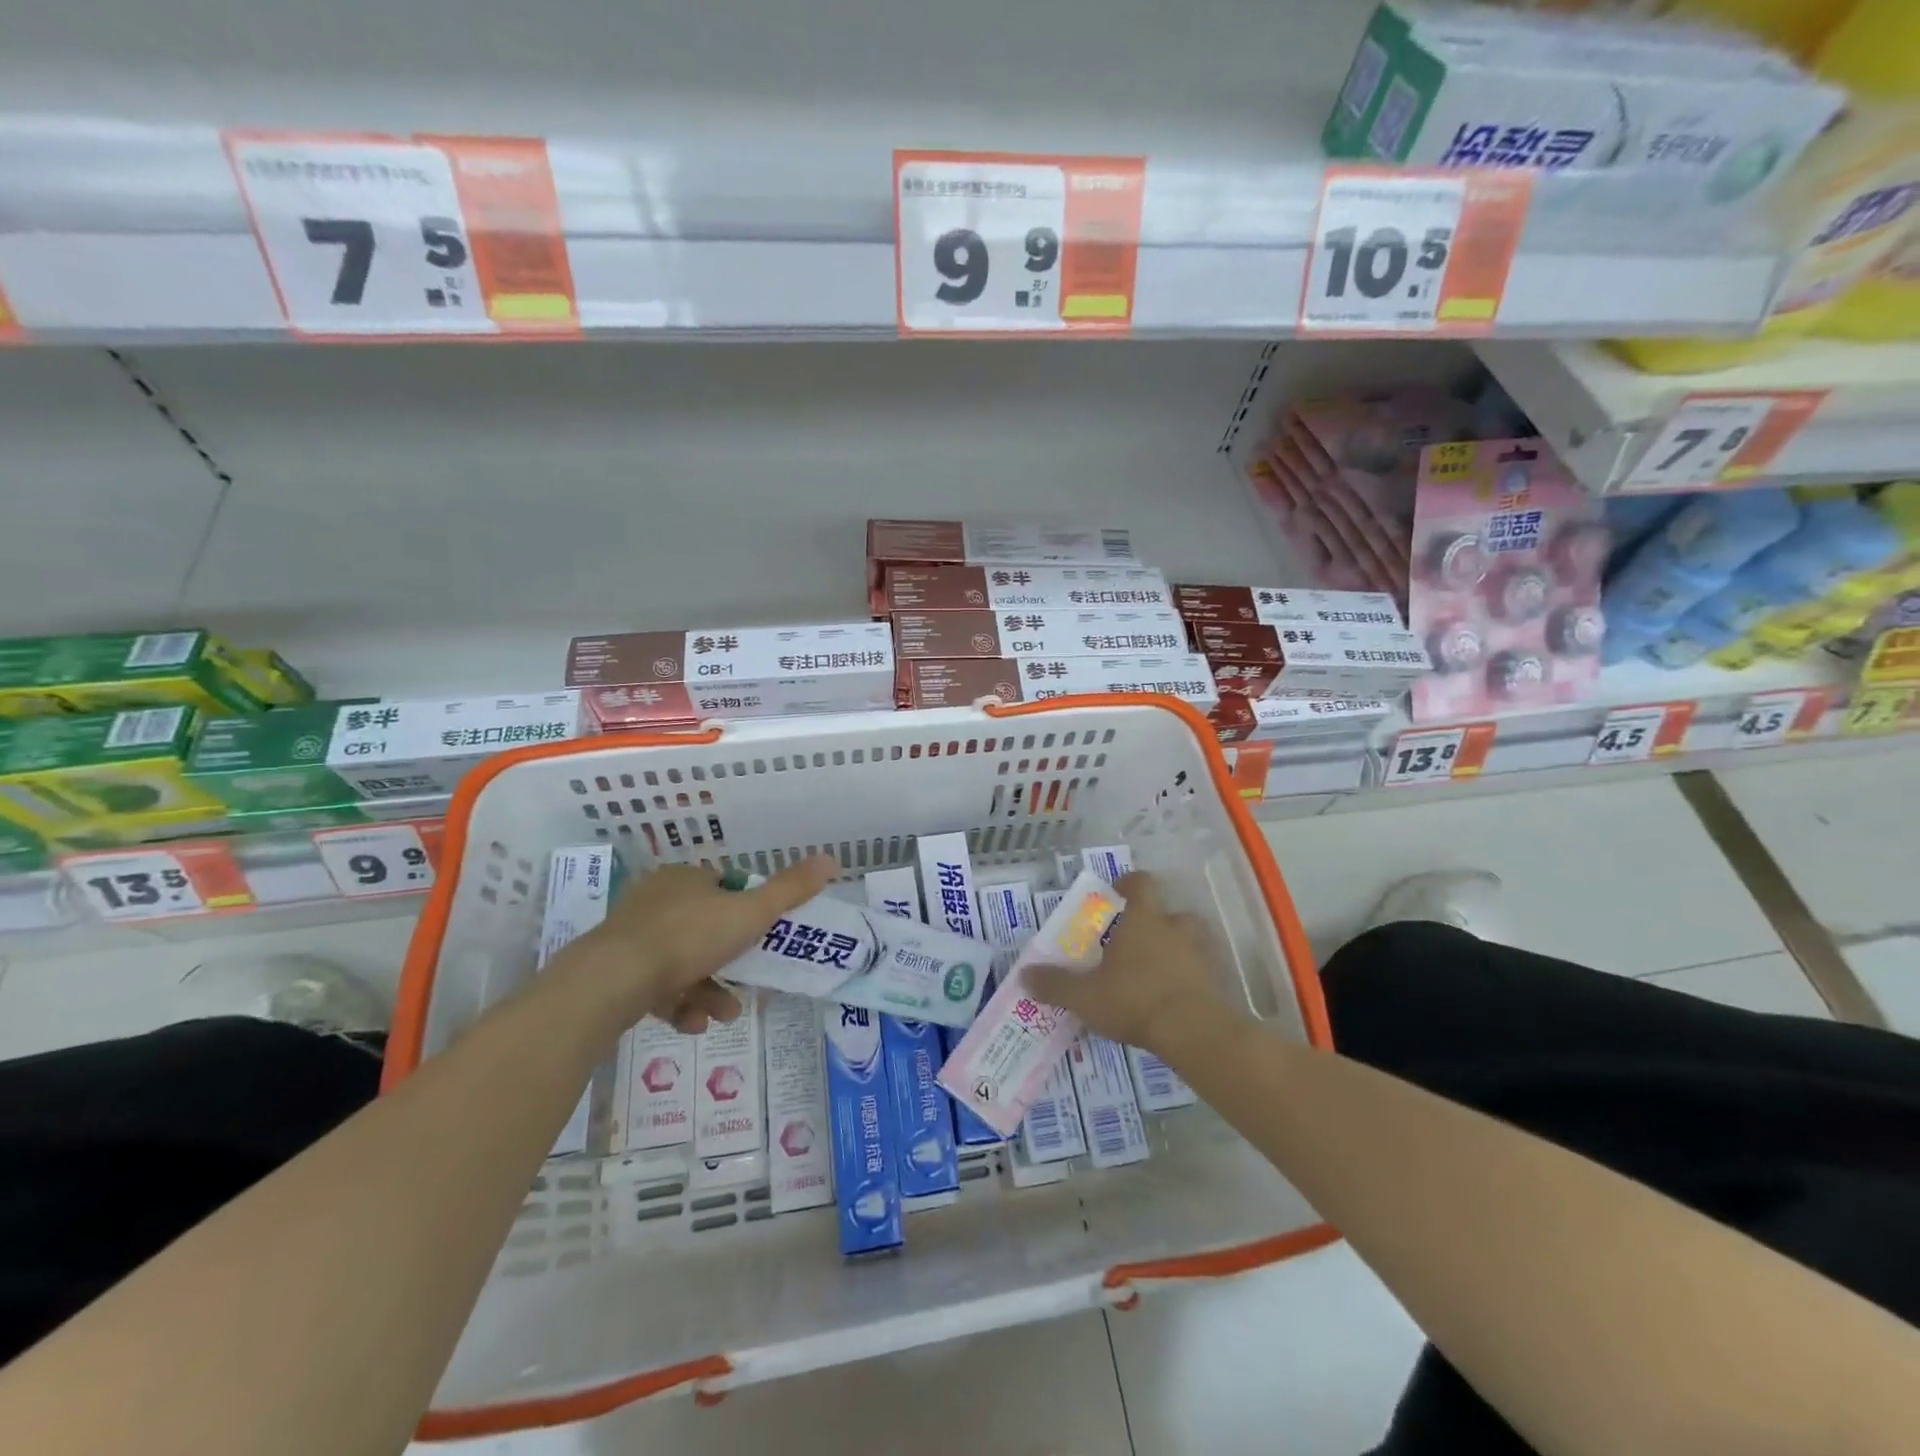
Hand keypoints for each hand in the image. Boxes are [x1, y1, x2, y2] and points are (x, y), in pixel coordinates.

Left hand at [553, 856, 835, 1033]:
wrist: (612, 981)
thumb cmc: (688, 937)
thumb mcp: (750, 913)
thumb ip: (790, 890)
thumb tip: (831, 858)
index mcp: (684, 879)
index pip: (724, 888)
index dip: (747, 912)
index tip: (763, 937)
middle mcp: (656, 902)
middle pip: (706, 929)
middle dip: (732, 961)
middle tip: (750, 983)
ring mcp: (632, 938)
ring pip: (683, 963)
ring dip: (710, 989)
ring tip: (725, 1015)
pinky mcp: (615, 974)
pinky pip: (657, 988)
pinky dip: (680, 1005)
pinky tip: (693, 1024)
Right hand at [1025, 872, 1241, 1058]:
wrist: (1194, 1032)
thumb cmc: (1134, 1000)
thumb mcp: (1085, 996)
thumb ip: (1055, 984)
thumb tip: (1024, 975)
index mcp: (1142, 920)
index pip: (1140, 884)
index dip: (1129, 884)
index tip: (1117, 893)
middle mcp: (1174, 928)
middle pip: (1169, 912)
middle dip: (1156, 922)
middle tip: (1136, 941)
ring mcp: (1200, 953)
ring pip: (1190, 940)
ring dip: (1177, 949)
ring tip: (1158, 969)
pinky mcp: (1216, 981)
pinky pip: (1203, 970)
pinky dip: (1192, 977)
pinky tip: (1176, 997)